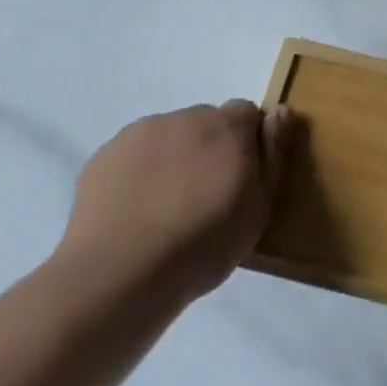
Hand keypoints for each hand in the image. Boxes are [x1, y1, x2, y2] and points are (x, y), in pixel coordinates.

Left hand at [54, 101, 294, 311]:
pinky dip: (139, 172)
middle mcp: (185, 117)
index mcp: (227, 126)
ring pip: (168, 137)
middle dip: (209, 148)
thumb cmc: (203, 245)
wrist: (120, 274)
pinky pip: (133, 155)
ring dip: (174, 158)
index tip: (241, 179)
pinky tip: (135, 211)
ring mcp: (140, 132)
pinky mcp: (105, 154)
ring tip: (165, 209)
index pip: (247, 112)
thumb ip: (273, 154)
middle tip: (204, 197)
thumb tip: (281, 112)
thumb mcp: (258, 208)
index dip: (247, 142)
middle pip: (206, 122)